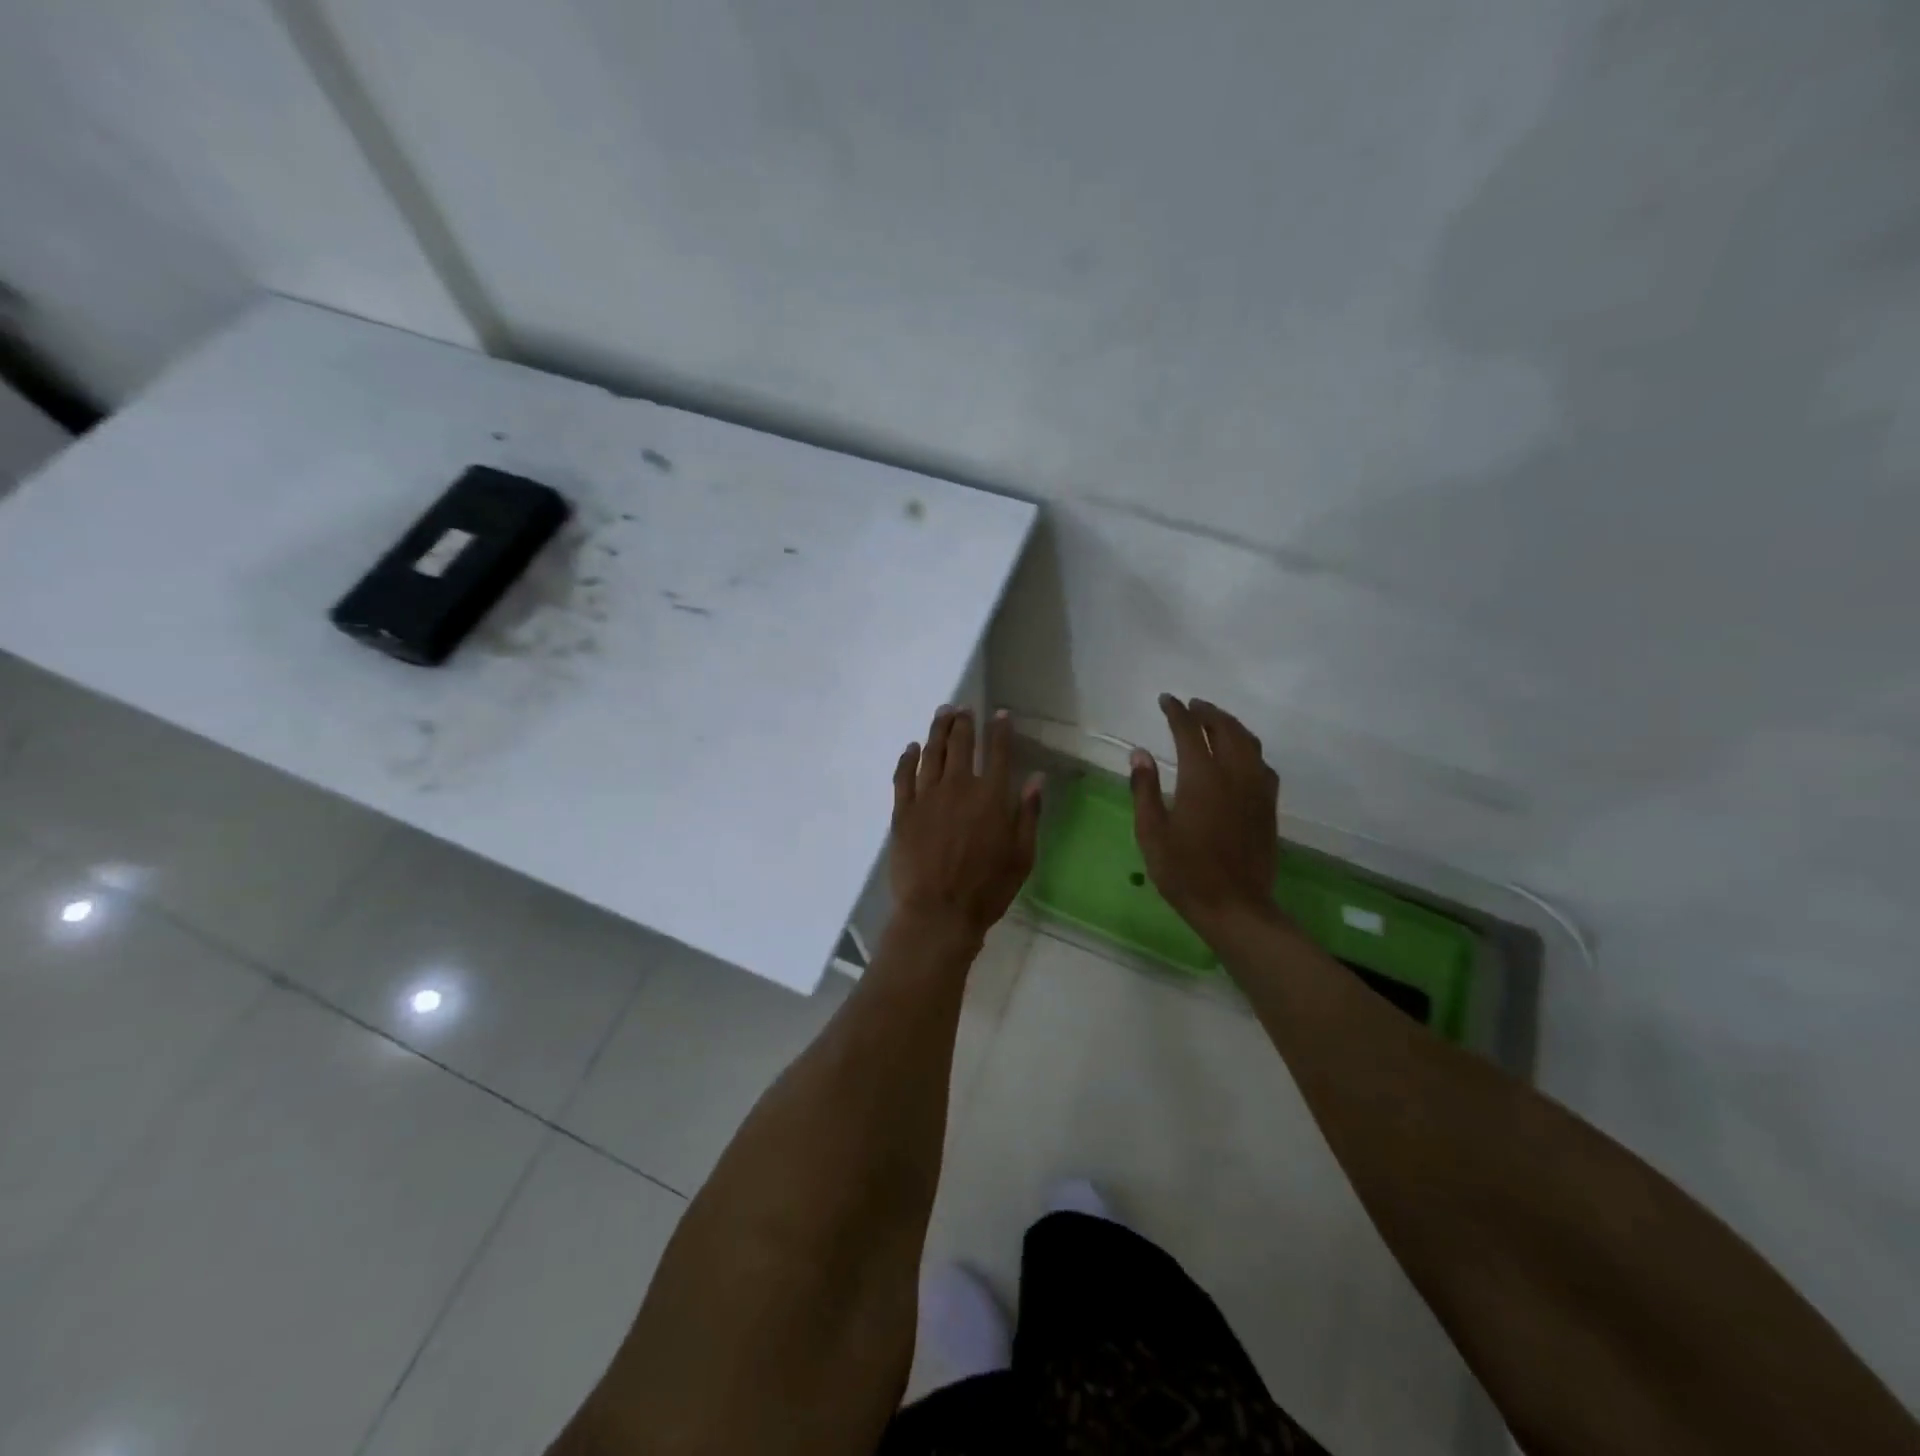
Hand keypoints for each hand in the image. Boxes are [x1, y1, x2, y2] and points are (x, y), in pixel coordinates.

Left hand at [892, 707, 1043, 941]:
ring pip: (932, 753)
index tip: (999, 713)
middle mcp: (959, 787)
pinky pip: (903, 776)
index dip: (1000, 730)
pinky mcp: (903, 811)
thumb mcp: (1022, 856)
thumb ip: (1028, 814)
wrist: (938, 912)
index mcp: (991, 796)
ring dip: (937, 731)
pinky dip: (908, 758)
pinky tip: (911, 748)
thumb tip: (1037, 778)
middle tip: (963, 709)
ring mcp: (927, 797)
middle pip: (961, 744)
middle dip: (964, 722)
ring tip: (941, 714)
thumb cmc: (988, 889)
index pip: (998, 752)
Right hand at [1131, 694, 1280, 931]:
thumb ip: (1144, 790)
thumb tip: (1139, 753)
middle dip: (1207, 712)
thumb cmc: (1184, 872)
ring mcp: (1256, 789)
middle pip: (1225, 729)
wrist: (1235, 906)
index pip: (1189, 731)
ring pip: (1249, 743)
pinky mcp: (1268, 806)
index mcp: (1202, 779)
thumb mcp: (1152, 833)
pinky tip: (1241, 756)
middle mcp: (1234, 775)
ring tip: (1214, 721)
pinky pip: (1262, 764)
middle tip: (1191, 705)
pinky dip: (1249, 748)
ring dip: (1230, 725)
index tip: (1166, 700)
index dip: (1177, 712)